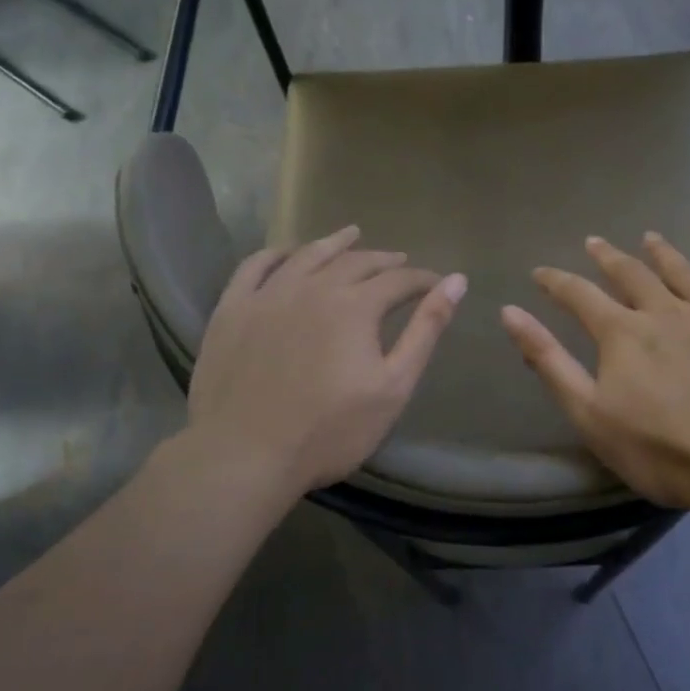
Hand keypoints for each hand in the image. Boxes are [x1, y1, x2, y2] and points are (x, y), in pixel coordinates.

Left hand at [187, 225, 465, 496]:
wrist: (245, 455)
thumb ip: (426, 330)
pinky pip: (255, 267)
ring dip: (334, 243)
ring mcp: (268, 294)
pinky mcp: (232, 309)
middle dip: (383, 260)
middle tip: (399, 262)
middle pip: (355, 262)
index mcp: (355, 305)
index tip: (436, 283)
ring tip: (351, 235)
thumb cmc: (330, 430)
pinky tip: (287, 253)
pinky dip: (276, 253)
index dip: (422, 279)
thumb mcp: (393, 385)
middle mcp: (313, 287)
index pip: (398, 280)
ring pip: (307, 255)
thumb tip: (456, 282)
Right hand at [500, 233, 689, 512]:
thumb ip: (549, 361)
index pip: (580, 296)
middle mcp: (666, 312)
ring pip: (684, 274)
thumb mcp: (589, 413)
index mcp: (623, 333)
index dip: (557, 282)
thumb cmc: (661, 449)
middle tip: (595, 241)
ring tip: (650, 237)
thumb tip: (510, 313)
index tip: (540, 271)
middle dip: (609, 257)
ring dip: (664, 254)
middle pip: (632, 275)